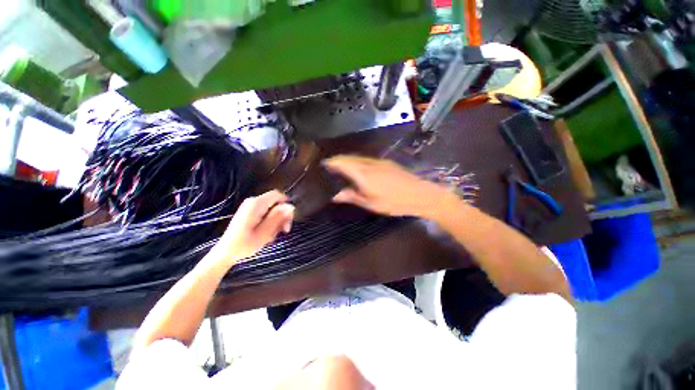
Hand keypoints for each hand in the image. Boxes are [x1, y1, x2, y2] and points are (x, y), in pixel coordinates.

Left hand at [215, 190, 294, 263]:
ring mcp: (251, 207)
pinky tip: (268, 233)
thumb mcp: (265, 232)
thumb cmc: (244, 244)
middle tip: (284, 230)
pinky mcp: (250, 212)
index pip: (278, 195)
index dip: (287, 205)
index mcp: (256, 204)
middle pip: (276, 202)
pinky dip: (271, 222)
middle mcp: (253, 202)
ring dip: (277, 221)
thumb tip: (291, 207)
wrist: (226, 253)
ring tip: (274, 235)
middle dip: (283, 215)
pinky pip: (267, 212)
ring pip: (273, 209)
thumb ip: (278, 217)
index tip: (289, 219)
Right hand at [324, 156, 453, 217]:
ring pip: (358, 157)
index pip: (343, 163)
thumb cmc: (394, 202)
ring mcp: (379, 161)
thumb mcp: (371, 203)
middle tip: (330, 166)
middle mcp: (369, 164)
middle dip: (339, 160)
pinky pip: (366, 159)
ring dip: (348, 160)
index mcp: (363, 174)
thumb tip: (336, 195)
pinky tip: (358, 168)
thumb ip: (352, 196)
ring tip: (341, 167)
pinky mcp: (386, 163)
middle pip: (350, 158)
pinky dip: (358, 161)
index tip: (324, 164)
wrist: (420, 194)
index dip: (332, 162)